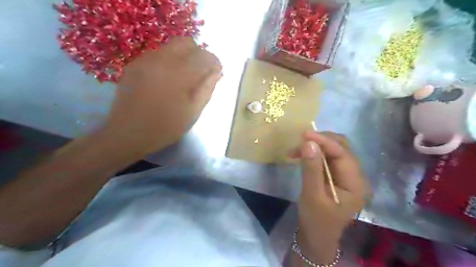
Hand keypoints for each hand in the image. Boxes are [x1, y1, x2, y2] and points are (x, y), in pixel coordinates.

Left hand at [102, 36, 220, 155]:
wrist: (127, 134)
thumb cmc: (164, 127)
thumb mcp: (192, 112)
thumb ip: (206, 89)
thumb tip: (217, 73)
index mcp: (178, 74)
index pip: (203, 57)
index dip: (214, 62)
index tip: (217, 72)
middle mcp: (161, 60)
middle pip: (186, 43)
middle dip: (199, 54)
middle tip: (202, 72)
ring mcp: (145, 60)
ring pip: (171, 46)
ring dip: (183, 56)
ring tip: (185, 76)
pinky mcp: (134, 65)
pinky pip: (157, 54)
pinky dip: (169, 60)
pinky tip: (168, 78)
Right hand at [288, 131, 368, 263]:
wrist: (316, 236)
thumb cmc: (316, 220)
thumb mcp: (312, 196)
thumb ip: (311, 169)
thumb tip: (308, 143)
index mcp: (355, 183)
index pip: (342, 154)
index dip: (324, 142)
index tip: (305, 134)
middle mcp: (354, 175)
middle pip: (341, 148)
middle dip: (320, 141)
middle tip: (299, 141)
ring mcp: (345, 175)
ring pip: (333, 150)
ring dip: (315, 146)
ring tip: (295, 150)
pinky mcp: (335, 175)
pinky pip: (326, 157)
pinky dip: (313, 153)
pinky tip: (299, 155)